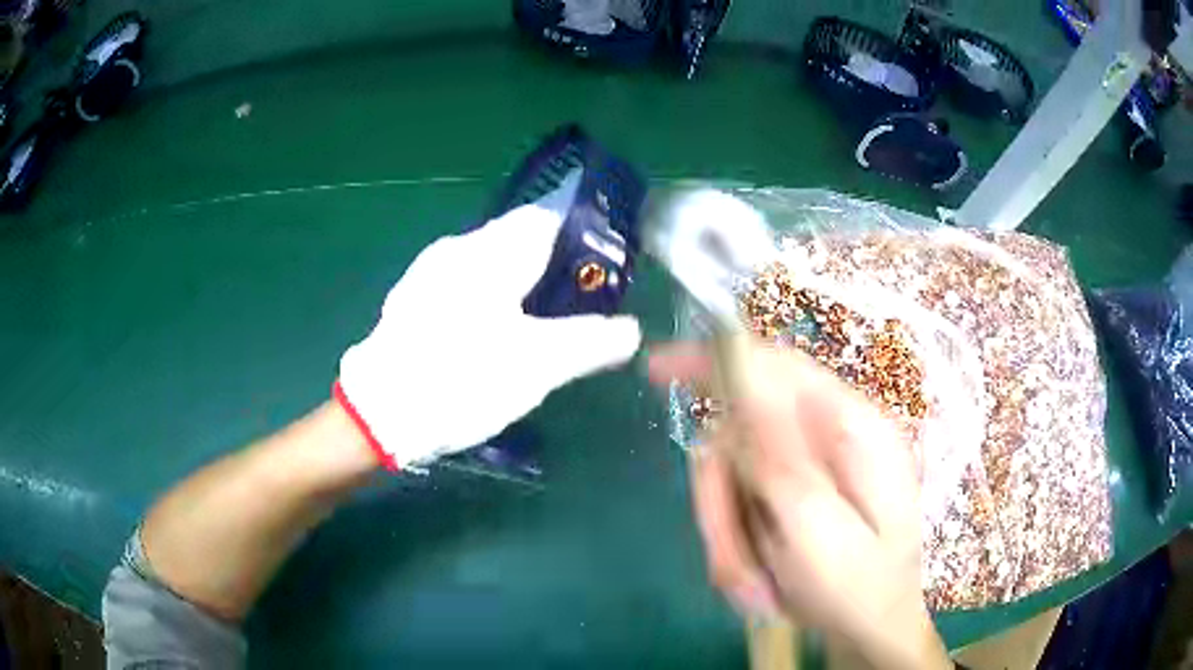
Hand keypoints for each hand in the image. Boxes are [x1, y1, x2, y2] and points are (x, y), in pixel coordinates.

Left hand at [337, 192, 640, 469]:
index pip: (548, 218)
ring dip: (522, 285)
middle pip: (519, 240)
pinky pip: (466, 286)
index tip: (604, 272)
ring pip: (491, 264)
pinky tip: (494, 338)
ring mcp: (429, 274)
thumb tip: (631, 330)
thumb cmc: (462, 379)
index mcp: (490, 252)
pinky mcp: (413, 302)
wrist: (378, 414)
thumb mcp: (537, 365)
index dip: (582, 238)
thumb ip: (590, 341)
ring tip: (542, 327)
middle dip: (554, 267)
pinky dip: (492, 300)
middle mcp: (458, 249)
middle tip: (579, 308)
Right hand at [649, 343, 948, 668]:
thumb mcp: (817, 531)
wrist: (871, 632)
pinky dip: (738, 544)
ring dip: (728, 534)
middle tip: (729, 560)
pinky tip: (760, 580)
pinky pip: (742, 505)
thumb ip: (780, 460)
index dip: (717, 360)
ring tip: (752, 585)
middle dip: (722, 499)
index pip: (778, 367)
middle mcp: (833, 440)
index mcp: (854, 430)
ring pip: (735, 476)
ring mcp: (813, 469)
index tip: (657, 370)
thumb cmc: (859, 591)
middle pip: (743, 434)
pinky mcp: (797, 497)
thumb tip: (744, 385)